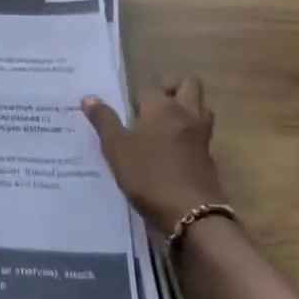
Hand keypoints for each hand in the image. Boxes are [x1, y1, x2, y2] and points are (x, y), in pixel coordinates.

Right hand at [83, 77, 223, 235]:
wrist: (191, 214)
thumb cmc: (148, 175)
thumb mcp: (116, 148)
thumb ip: (104, 121)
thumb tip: (89, 97)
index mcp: (162, 106)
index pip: (151, 86)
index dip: (138, 94)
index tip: (125, 107)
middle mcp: (186, 114)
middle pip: (189, 85)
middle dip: (173, 87)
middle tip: (152, 104)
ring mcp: (202, 136)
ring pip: (201, 108)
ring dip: (187, 109)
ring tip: (164, 124)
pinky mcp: (209, 158)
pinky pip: (202, 134)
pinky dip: (190, 134)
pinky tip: (172, 150)